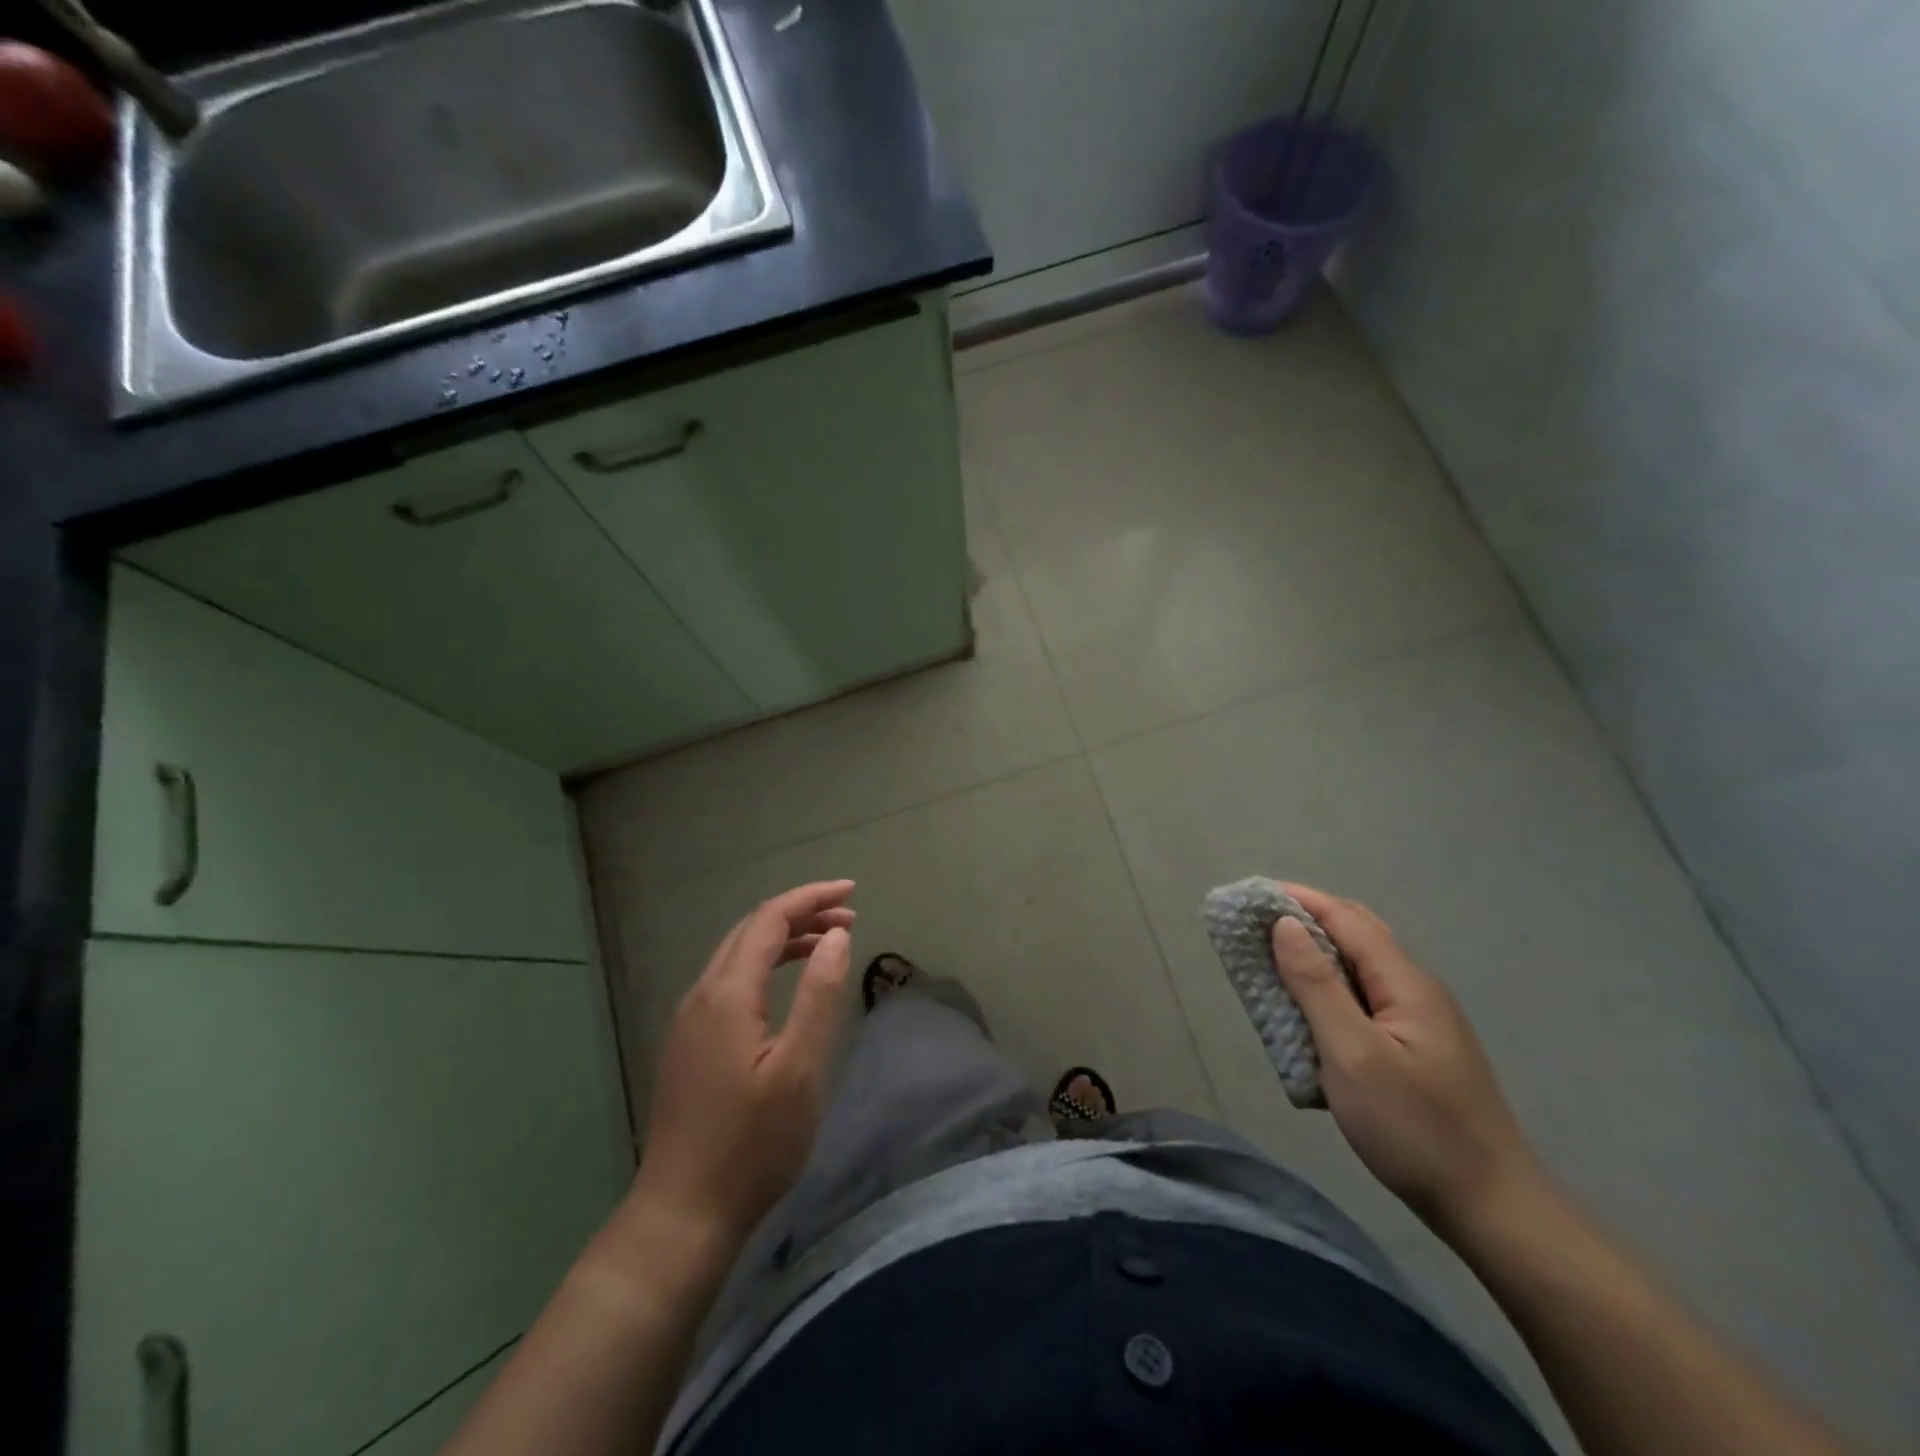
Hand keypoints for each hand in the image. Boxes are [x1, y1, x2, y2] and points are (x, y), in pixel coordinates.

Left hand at [632, 880, 856, 1246]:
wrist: (682, 1214)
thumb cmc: (752, 1145)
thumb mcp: (800, 1069)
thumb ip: (820, 995)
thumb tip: (836, 936)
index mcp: (727, 994)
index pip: (769, 919)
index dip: (811, 898)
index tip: (852, 893)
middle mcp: (702, 994)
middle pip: (751, 929)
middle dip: (800, 913)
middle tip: (849, 918)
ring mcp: (689, 1020)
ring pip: (738, 955)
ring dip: (783, 938)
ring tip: (828, 943)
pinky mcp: (689, 1043)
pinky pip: (730, 980)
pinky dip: (765, 964)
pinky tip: (786, 984)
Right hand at [1269, 883, 1541, 1235]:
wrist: (1494, 1211)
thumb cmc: (1416, 1130)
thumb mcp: (1353, 1055)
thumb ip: (1317, 986)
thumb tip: (1285, 924)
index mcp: (1405, 982)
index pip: (1345, 917)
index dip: (1296, 899)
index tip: (1248, 896)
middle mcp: (1415, 990)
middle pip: (1356, 934)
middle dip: (1304, 919)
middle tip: (1253, 926)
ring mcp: (1419, 1021)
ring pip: (1359, 968)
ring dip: (1314, 955)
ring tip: (1269, 962)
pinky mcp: (1415, 1050)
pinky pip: (1363, 1000)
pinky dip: (1327, 990)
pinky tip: (1307, 1012)